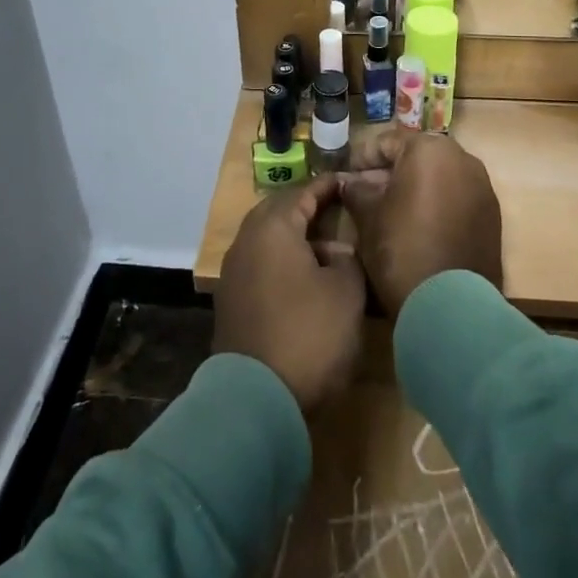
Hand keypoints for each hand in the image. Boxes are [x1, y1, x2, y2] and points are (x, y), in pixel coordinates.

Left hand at [214, 176, 367, 414]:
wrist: (257, 398)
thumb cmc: (309, 334)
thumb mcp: (346, 293)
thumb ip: (346, 261)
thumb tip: (337, 252)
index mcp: (273, 228)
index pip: (302, 193)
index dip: (326, 186)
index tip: (345, 180)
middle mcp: (247, 241)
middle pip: (278, 211)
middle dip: (305, 207)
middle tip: (334, 208)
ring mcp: (234, 271)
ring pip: (266, 238)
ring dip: (293, 235)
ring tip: (324, 243)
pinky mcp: (231, 300)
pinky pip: (260, 263)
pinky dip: (281, 259)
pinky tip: (303, 276)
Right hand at [339, 128, 502, 316]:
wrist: (450, 305)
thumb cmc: (400, 248)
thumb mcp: (367, 216)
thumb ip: (356, 190)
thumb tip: (348, 182)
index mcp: (428, 149)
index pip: (387, 142)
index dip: (363, 158)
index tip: (347, 175)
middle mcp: (462, 158)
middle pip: (417, 156)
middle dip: (392, 171)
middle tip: (367, 192)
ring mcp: (482, 186)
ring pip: (441, 176)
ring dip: (417, 186)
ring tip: (393, 210)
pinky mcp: (493, 214)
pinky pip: (459, 197)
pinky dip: (439, 203)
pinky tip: (420, 225)